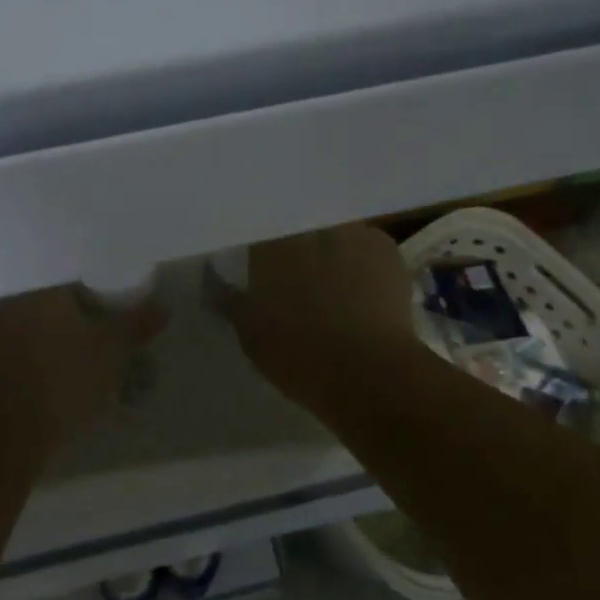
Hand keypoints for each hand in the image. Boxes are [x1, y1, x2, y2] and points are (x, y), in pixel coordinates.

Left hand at [0, 286, 164, 448]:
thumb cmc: (64, 379)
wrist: (10, 433)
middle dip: (87, 310)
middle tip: (113, 324)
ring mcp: (1, 332)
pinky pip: (33, 347)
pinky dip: (53, 355)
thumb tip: (163, 306)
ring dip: (70, 334)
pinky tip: (71, 372)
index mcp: (42, 288)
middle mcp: (17, 302)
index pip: (77, 272)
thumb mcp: (112, 350)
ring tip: (96, 352)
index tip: (120, 295)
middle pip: (61, 297)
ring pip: (46, 324)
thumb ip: (137, 324)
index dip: (102, 282)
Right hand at [211, 225, 418, 408]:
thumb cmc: (298, 355)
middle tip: (295, 270)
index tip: (258, 262)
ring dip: (330, 245)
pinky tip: (365, 285)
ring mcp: (351, 232)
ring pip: (333, 231)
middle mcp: (309, 228)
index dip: (258, 245)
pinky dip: (362, 259)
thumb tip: (213, 279)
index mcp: (269, 244)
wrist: (370, 373)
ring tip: (333, 275)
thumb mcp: (250, 334)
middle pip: (297, 226)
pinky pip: (367, 244)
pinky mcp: (386, 248)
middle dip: (296, 242)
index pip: (257, 229)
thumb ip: (230, 300)